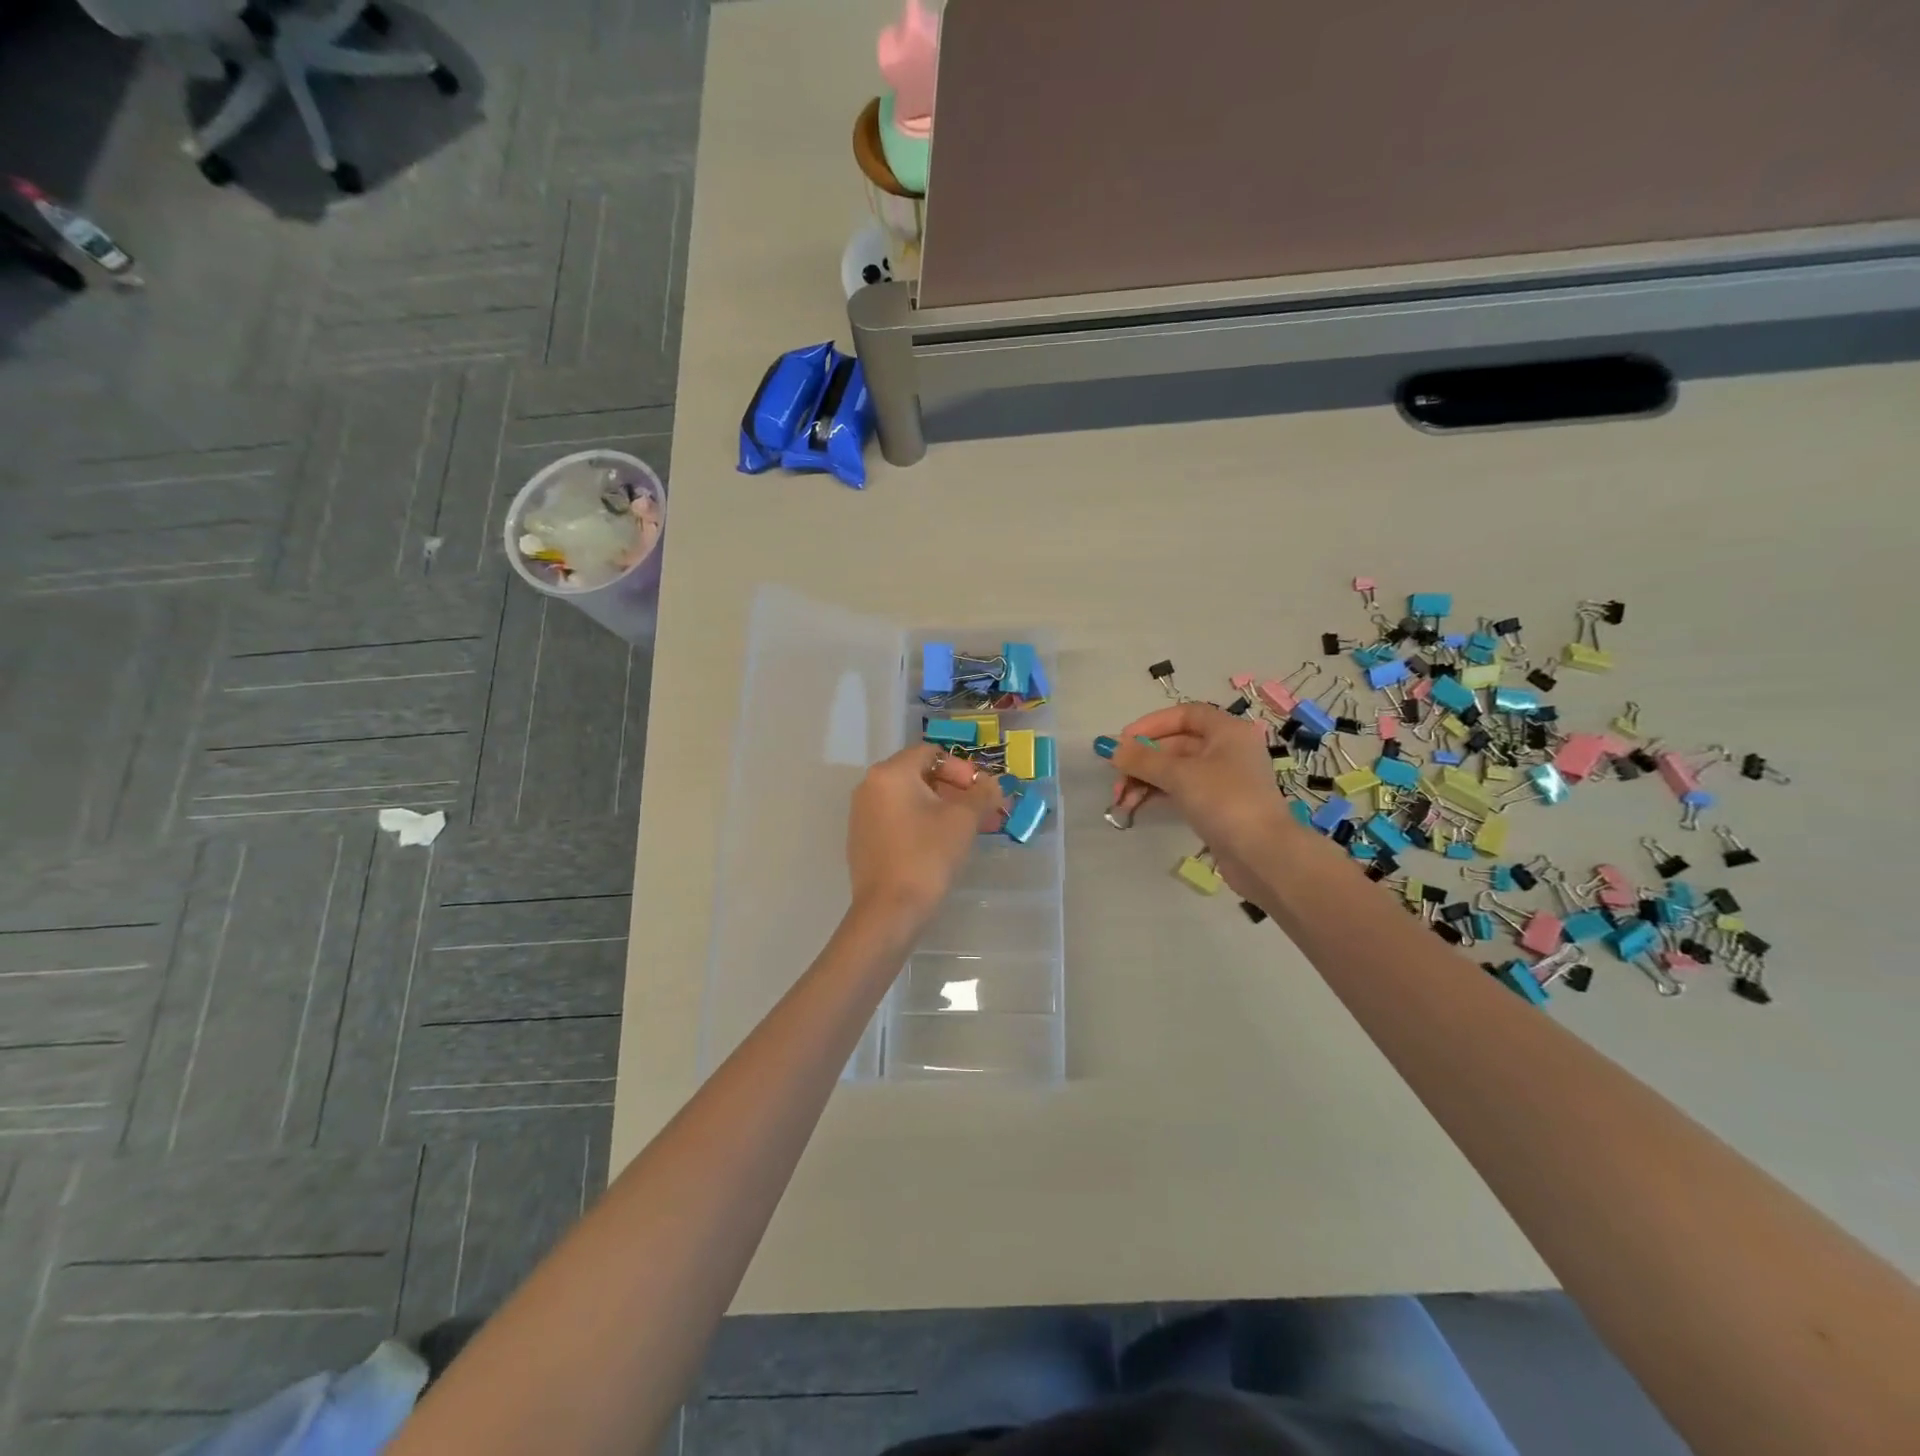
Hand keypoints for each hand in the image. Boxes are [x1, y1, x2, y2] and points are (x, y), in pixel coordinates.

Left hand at [847, 744, 1006, 921]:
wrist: (889, 911)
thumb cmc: (927, 856)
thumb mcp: (963, 821)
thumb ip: (982, 795)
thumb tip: (994, 784)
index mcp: (890, 773)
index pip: (932, 754)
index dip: (962, 769)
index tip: (982, 793)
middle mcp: (870, 787)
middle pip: (920, 775)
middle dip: (955, 790)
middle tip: (982, 811)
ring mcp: (862, 814)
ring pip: (910, 799)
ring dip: (942, 808)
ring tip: (969, 829)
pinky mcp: (863, 840)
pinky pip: (897, 819)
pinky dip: (922, 823)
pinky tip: (942, 845)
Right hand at [1106, 702, 1288, 869]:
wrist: (1263, 855)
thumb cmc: (1225, 801)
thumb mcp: (1179, 774)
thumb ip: (1142, 759)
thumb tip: (1111, 748)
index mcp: (1227, 732)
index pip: (1185, 715)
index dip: (1152, 724)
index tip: (1124, 741)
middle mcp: (1227, 751)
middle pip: (1176, 744)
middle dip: (1142, 760)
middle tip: (1115, 777)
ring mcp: (1223, 781)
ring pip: (1175, 771)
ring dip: (1145, 780)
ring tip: (1121, 801)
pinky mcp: (1217, 807)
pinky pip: (1181, 791)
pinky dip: (1158, 794)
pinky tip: (1136, 806)